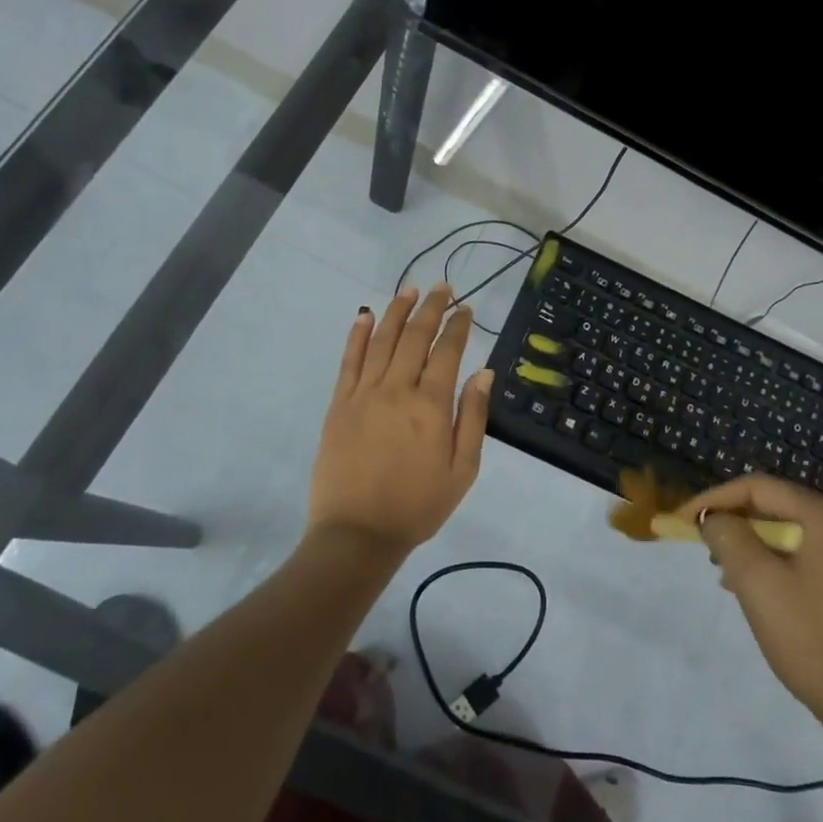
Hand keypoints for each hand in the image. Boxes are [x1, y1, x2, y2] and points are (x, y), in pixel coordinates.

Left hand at [308, 283, 492, 555]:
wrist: (357, 534)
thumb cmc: (418, 506)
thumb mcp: (463, 470)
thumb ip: (472, 418)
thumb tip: (483, 372)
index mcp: (431, 406)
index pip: (447, 352)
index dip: (457, 326)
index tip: (465, 308)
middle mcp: (397, 390)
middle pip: (414, 337)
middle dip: (431, 308)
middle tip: (442, 287)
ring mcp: (364, 394)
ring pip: (382, 340)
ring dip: (397, 311)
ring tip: (409, 290)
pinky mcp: (339, 404)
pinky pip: (349, 361)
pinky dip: (357, 335)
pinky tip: (364, 315)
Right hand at [681, 475, 822, 751]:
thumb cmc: (814, 641)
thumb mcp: (757, 584)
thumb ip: (728, 537)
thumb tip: (715, 518)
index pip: (758, 488)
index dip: (714, 499)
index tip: (682, 521)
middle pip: (779, 507)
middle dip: (736, 523)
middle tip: (704, 548)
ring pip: (796, 533)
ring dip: (757, 545)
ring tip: (727, 574)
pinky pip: (815, 556)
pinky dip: (783, 563)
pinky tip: (763, 591)